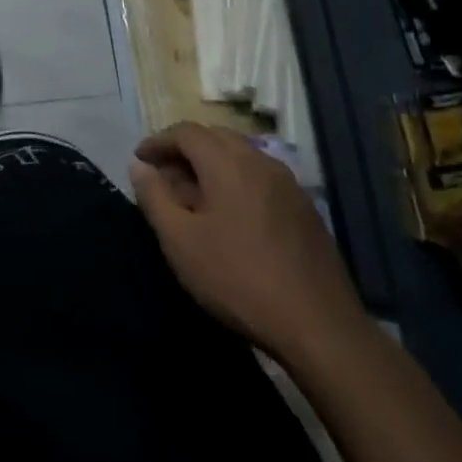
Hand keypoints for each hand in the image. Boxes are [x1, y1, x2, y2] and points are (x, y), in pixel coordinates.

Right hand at [130, 123, 368, 367]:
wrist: (320, 329)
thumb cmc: (238, 279)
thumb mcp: (180, 241)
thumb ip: (154, 197)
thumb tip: (140, 167)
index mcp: (229, 163)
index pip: (186, 132)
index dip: (158, 141)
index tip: (140, 160)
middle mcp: (261, 163)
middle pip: (216, 138)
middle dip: (185, 149)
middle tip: (163, 175)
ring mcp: (289, 186)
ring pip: (242, 156)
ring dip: (212, 164)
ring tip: (193, 195)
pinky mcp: (306, 211)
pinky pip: (261, 178)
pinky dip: (236, 181)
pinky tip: (229, 214)